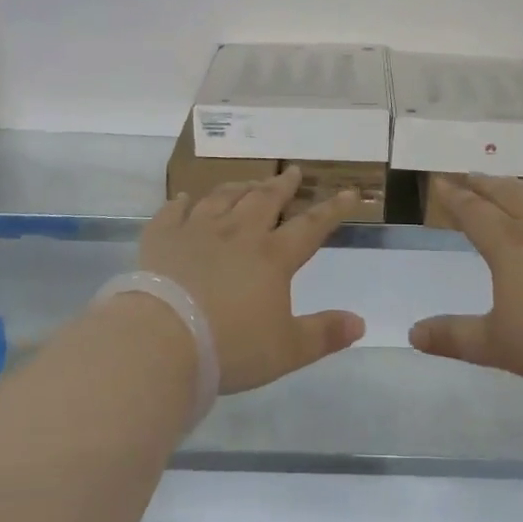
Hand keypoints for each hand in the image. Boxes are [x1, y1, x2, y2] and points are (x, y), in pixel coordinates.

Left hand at [137, 166, 366, 393]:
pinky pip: (173, 212)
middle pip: (265, 199)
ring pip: (223, 197)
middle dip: (283, 185)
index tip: (349, 192)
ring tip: (248, 182)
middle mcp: (238, 233)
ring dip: (239, 187)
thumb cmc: (230, 347)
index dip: (333, 209)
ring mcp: (197, 230)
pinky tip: (184, 199)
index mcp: (272, 256)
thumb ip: (324, 334)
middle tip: (293, 171)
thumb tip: (360, 322)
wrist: (162, 340)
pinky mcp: (162, 238)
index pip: (310, 226)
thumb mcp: (287, 350)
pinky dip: (181, 203)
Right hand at [411, 175, 522, 393]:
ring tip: (511, 183)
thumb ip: (454, 337)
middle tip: (469, 174)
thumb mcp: (499, 346)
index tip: (440, 181)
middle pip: (506, 194)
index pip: (474, 212)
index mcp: (508, 245)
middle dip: (484, 184)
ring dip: (520, 186)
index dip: (454, 197)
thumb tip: (412, 333)